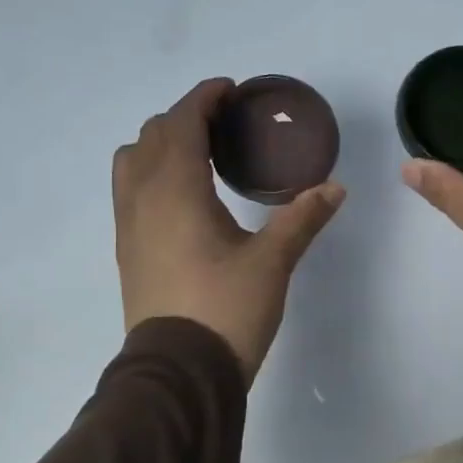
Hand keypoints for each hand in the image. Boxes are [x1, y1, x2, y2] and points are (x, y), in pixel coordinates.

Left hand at [114, 79, 345, 380]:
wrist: (179, 372)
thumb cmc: (226, 309)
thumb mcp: (272, 263)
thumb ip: (301, 219)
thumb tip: (334, 188)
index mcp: (175, 189)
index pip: (182, 122)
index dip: (204, 98)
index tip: (230, 91)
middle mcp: (142, 198)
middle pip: (153, 135)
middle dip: (186, 118)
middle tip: (224, 126)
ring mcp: (128, 226)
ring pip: (132, 162)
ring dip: (161, 145)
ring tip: (199, 157)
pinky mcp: (127, 252)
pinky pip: (130, 192)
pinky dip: (152, 174)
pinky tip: (184, 199)